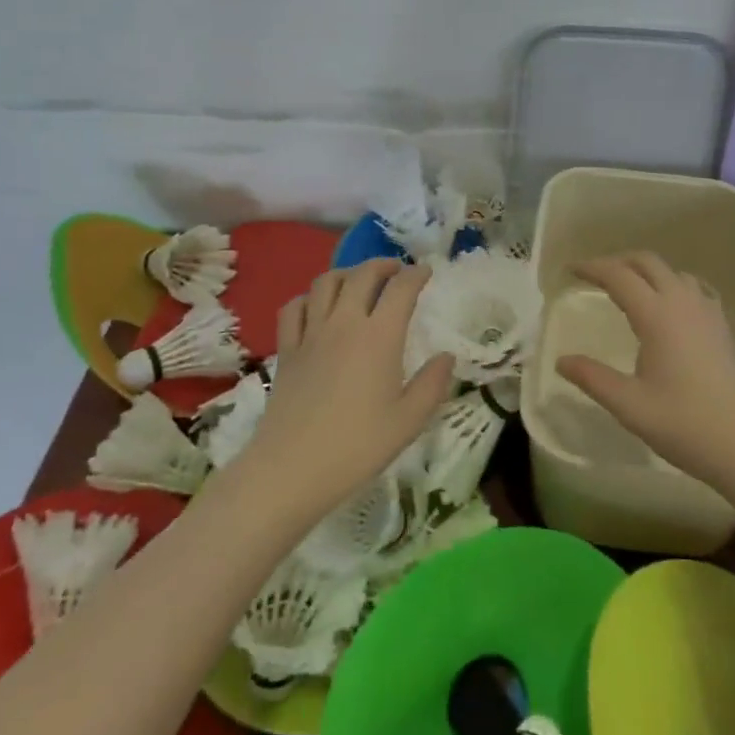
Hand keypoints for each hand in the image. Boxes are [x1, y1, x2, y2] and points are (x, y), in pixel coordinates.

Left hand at [243, 259, 454, 520]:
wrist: (291, 469)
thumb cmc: (357, 446)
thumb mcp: (409, 421)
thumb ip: (433, 384)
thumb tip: (447, 356)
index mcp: (380, 336)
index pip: (401, 288)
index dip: (416, 274)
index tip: (426, 271)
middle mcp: (345, 323)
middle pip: (363, 274)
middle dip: (383, 264)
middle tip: (396, 271)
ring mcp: (311, 333)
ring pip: (326, 282)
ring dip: (347, 273)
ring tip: (359, 281)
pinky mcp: (287, 349)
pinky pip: (294, 307)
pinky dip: (308, 297)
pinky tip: (317, 307)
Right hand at [556, 252, 734, 492]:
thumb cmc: (685, 424)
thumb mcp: (629, 405)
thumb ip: (592, 378)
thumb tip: (561, 360)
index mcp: (657, 314)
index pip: (618, 275)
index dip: (592, 267)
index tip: (570, 270)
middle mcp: (682, 302)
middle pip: (647, 262)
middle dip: (618, 262)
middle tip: (594, 276)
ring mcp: (707, 311)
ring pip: (672, 271)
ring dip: (645, 270)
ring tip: (627, 288)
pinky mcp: (722, 326)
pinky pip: (693, 287)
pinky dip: (672, 283)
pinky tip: (669, 304)